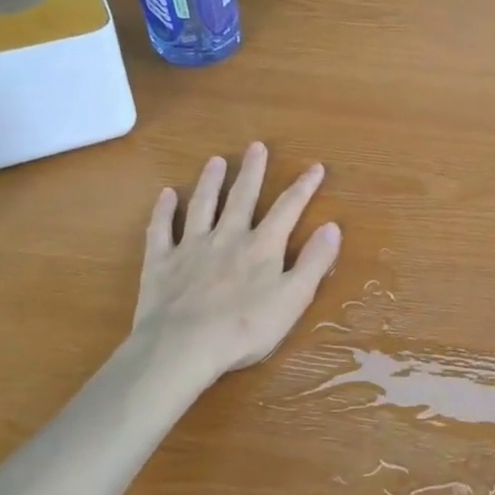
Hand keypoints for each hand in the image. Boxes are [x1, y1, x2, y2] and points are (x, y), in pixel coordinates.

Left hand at [124, 143, 341, 409]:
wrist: (183, 347)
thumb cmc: (246, 327)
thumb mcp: (294, 298)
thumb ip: (314, 262)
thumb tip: (333, 226)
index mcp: (263, 247)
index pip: (288, 209)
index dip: (303, 187)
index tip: (315, 167)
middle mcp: (228, 237)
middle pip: (242, 198)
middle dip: (252, 172)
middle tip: (256, 146)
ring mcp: (191, 247)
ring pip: (202, 206)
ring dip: (210, 182)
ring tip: (215, 161)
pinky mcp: (160, 263)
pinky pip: (161, 230)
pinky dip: (164, 211)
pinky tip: (166, 195)